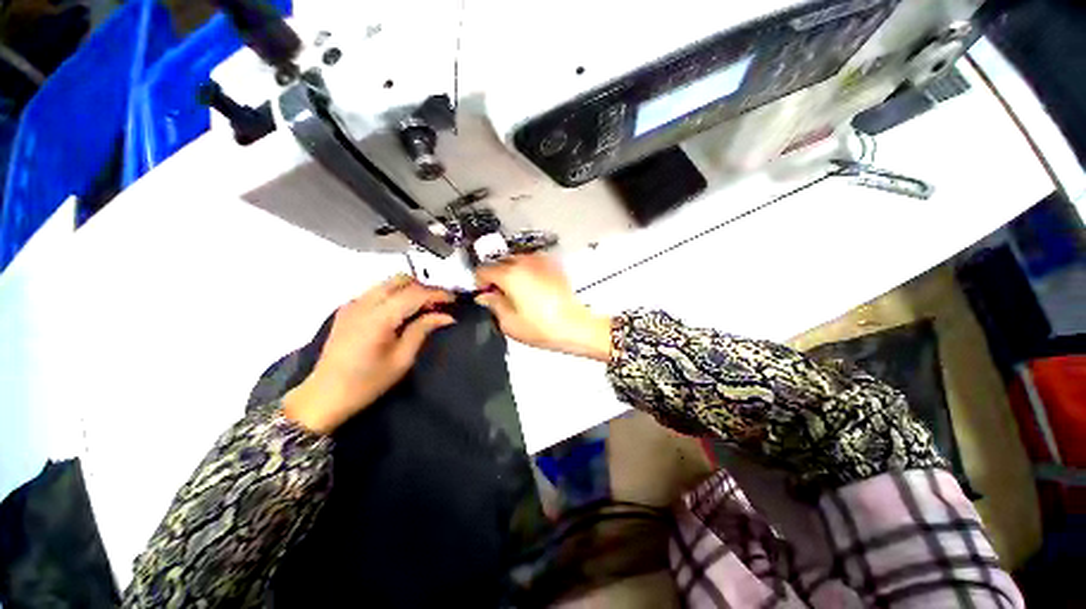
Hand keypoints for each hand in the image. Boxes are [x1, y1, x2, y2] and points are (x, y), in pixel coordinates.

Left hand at [283, 274, 454, 433]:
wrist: (324, 395)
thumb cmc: (367, 382)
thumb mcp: (402, 359)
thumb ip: (422, 330)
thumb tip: (446, 316)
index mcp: (379, 317)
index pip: (415, 293)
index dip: (438, 294)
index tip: (455, 300)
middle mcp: (364, 303)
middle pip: (401, 280)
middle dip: (424, 287)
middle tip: (440, 303)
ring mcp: (353, 304)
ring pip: (388, 283)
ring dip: (410, 289)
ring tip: (424, 307)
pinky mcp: (347, 309)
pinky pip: (377, 291)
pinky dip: (395, 294)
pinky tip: (402, 311)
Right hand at [475, 255, 611, 360]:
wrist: (576, 326)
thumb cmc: (543, 327)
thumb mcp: (509, 323)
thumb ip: (493, 305)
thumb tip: (485, 296)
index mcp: (510, 274)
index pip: (483, 270)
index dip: (480, 284)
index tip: (486, 295)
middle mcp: (525, 262)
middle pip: (500, 262)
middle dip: (496, 277)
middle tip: (501, 296)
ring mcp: (541, 261)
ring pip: (516, 261)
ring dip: (512, 273)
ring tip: (519, 294)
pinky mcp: (553, 266)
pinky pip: (532, 264)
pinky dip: (527, 272)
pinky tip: (533, 290)